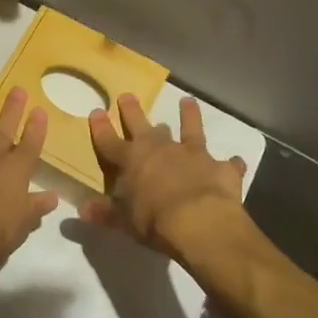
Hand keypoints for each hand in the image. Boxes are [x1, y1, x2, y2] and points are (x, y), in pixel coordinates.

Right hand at [82, 93, 248, 265]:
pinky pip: (227, 163)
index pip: (110, 141)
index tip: (96, 112)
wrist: (201, 222)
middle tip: (127, 95)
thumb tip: (82, 210)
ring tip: (188, 101)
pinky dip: (230, 163)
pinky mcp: (219, 167)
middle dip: (133, 111)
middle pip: (142, 125)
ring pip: (189, 128)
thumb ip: (106, 213)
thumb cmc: (156, 221)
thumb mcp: (125, 222)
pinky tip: (236, 160)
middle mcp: (161, 148)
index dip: (101, 128)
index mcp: (133, 160)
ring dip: (188, 115)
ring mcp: (192, 154)